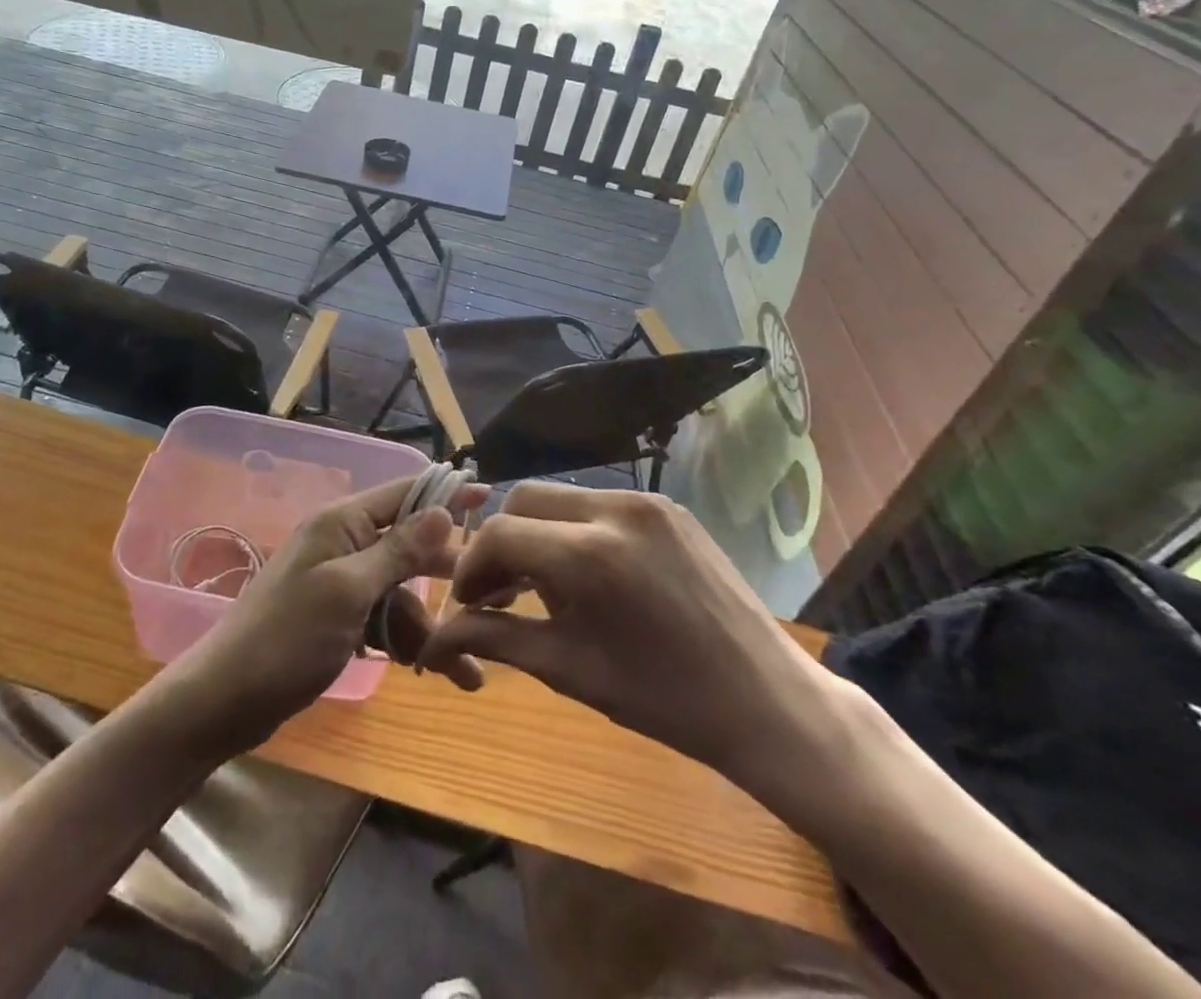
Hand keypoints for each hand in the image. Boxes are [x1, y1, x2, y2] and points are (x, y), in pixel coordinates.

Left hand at [169, 476, 489, 751]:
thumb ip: (398, 551)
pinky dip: (405, 640)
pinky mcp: (339, 617)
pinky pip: (384, 618)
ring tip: (465, 668)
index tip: (491, 496)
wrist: (226, 700)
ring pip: (402, 591)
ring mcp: (341, 582)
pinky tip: (429, 669)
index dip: (447, 493)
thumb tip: (443, 510)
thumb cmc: (287, 637)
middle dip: (447, 574)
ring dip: (429, 624)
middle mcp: (344, 543)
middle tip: (494, 596)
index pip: (405, 493)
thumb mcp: (348, 591)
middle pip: (410, 545)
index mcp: (342, 522)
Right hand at [416, 484, 839, 801]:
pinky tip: (585, 574)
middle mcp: (616, 507)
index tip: (468, 604)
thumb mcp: (569, 670)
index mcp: (590, 553)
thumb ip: (496, 639)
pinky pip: (600, 503)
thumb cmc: (665, 700)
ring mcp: (647, 500)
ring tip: (541, 587)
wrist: (767, 701)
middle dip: (501, 542)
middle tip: (499, 592)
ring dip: (537, 533)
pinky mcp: (669, 506)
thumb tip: (433, 638)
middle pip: (524, 499)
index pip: (500, 533)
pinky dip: (575, 530)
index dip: (472, 567)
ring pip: (561, 498)